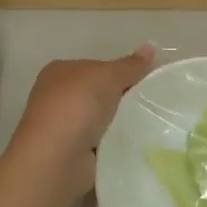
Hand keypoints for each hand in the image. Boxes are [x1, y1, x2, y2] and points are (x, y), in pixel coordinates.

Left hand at [5, 45, 154, 198]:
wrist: (57, 158)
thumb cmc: (77, 106)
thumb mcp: (108, 76)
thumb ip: (130, 65)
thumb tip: (150, 47)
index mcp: (58, 72)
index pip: (95, 67)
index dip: (120, 72)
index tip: (145, 80)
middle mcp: (55, 97)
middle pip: (99, 93)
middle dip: (122, 98)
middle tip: (151, 103)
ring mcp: (61, 127)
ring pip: (101, 119)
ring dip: (120, 123)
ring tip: (149, 124)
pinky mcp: (70, 153)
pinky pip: (101, 143)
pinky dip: (114, 143)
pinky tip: (133, 144)